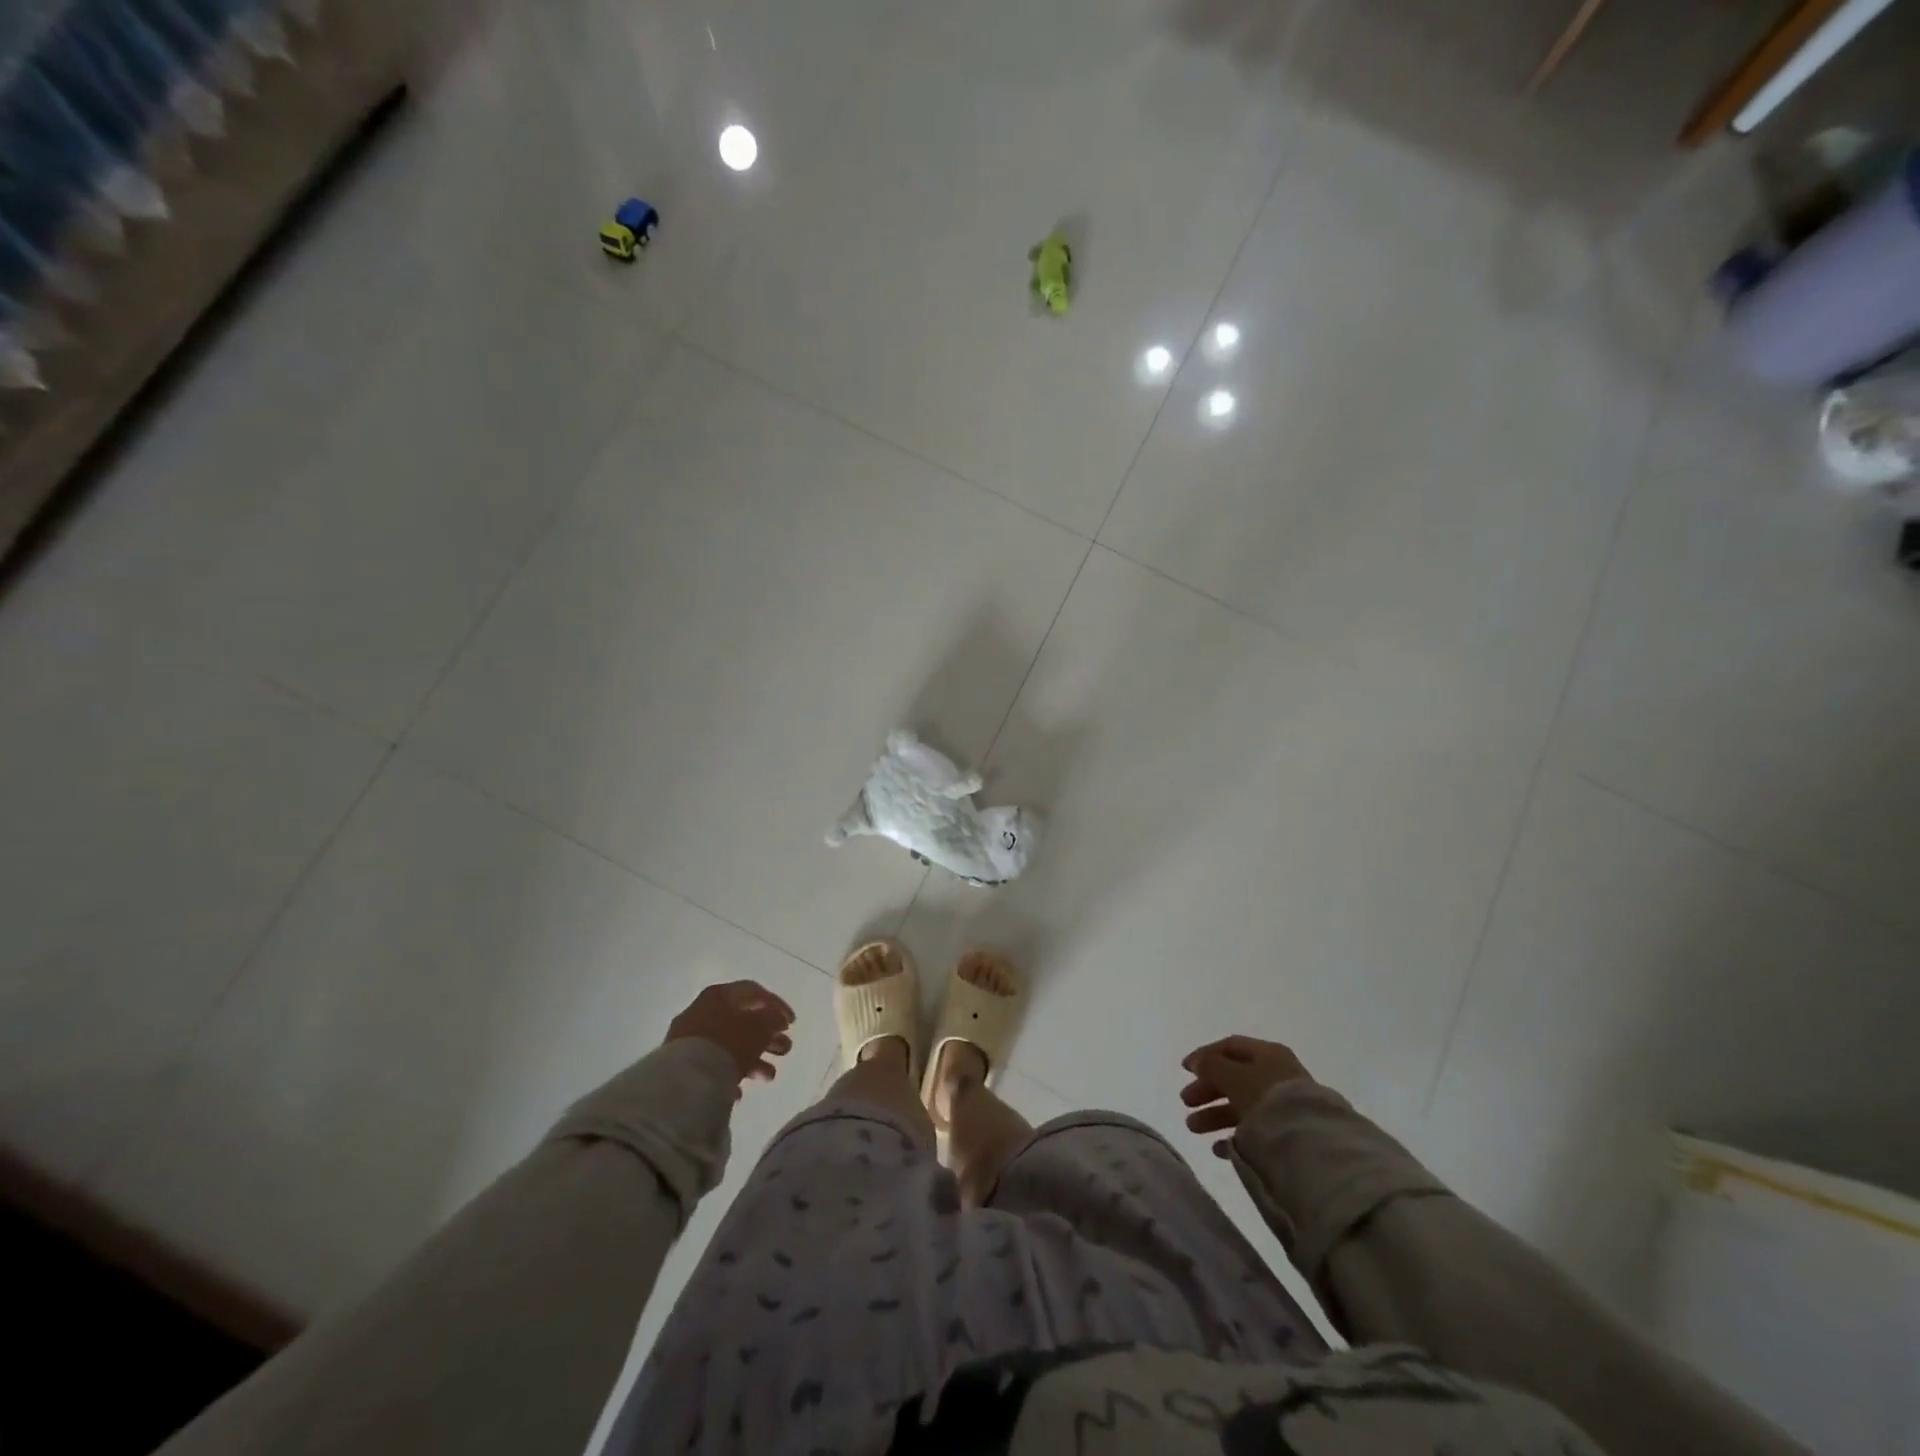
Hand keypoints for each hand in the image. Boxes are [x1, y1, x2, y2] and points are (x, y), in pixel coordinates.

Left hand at [665, 981, 794, 1096]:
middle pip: (742, 1021)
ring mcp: (689, 1039)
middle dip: (768, 1037)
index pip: (753, 992)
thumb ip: (773, 1019)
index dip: (776, 1005)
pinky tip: (739, 1092)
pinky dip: (730, 1075)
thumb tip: (777, 1019)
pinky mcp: (682, 1066)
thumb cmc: (727, 1043)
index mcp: (719, 995)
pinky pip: (713, 1066)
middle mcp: (702, 1012)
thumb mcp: (759, 1027)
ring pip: (730, 1046)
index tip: (792, 1023)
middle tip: (786, 1049)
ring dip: (754, 1059)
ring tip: (769, 1076)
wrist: (683, 1081)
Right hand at [1179, 1036, 1312, 1157]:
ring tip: (1193, 1128)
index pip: (1230, 1047)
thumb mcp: (1232, 1076)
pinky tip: (1218, 1148)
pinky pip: (1255, 1130)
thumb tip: (1198, 1062)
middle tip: (1185, 1102)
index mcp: (1268, 1054)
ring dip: (1215, 1114)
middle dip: (1207, 1089)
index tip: (1184, 1069)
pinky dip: (1234, 1136)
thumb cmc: (1266, 1098)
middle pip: (1234, 1077)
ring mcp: (1284, 1105)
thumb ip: (1211, 1066)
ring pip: (1242, 1105)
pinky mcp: (1288, 1133)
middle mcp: (1277, 1075)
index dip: (1205, 1055)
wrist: (1310, 1143)